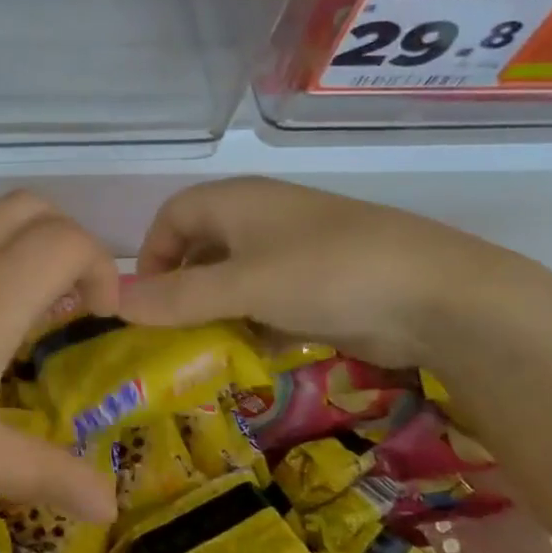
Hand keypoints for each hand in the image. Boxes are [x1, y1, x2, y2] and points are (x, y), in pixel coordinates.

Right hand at [118, 177, 515, 365]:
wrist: (439, 296)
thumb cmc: (327, 273)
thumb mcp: (243, 285)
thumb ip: (177, 296)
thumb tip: (113, 301)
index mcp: (238, 201)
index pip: (172, 216)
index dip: (151, 254)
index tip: (145, 299)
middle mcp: (261, 219)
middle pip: (201, 248)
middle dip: (181, 288)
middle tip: (169, 331)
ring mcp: (293, 251)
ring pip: (233, 278)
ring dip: (215, 310)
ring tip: (205, 347)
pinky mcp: (320, 283)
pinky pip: (267, 298)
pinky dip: (252, 321)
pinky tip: (254, 350)